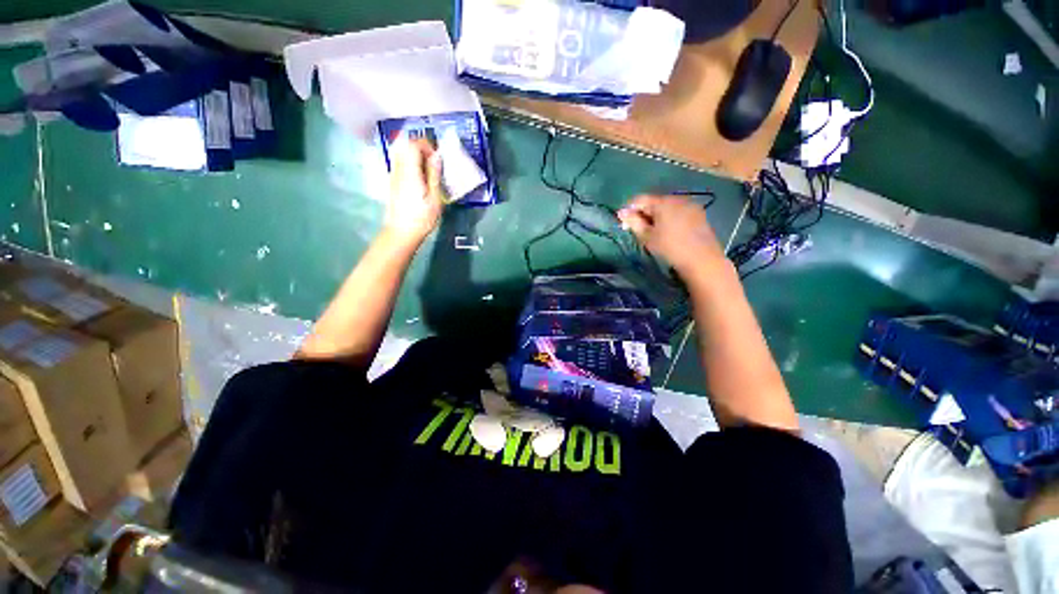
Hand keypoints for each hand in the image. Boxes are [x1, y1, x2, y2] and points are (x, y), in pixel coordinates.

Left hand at [385, 139, 444, 246]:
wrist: (401, 233)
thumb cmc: (421, 218)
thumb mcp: (435, 198)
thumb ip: (434, 175)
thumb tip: (436, 156)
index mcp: (410, 172)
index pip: (413, 144)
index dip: (426, 145)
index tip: (437, 157)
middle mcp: (398, 169)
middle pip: (404, 145)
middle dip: (420, 148)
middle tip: (434, 162)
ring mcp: (393, 175)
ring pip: (401, 154)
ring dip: (416, 156)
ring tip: (429, 171)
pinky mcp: (393, 182)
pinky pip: (401, 164)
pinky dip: (411, 164)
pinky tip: (421, 179)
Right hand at [618, 194, 725, 276]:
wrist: (702, 260)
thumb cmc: (670, 248)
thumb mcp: (647, 237)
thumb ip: (634, 222)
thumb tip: (622, 213)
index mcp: (663, 202)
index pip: (640, 199)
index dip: (629, 210)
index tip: (623, 223)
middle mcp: (677, 199)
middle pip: (654, 202)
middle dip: (643, 213)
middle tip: (637, 229)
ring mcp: (690, 205)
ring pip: (667, 207)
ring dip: (656, 216)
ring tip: (652, 232)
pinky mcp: (699, 214)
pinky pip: (678, 212)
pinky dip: (669, 218)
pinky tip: (669, 232)